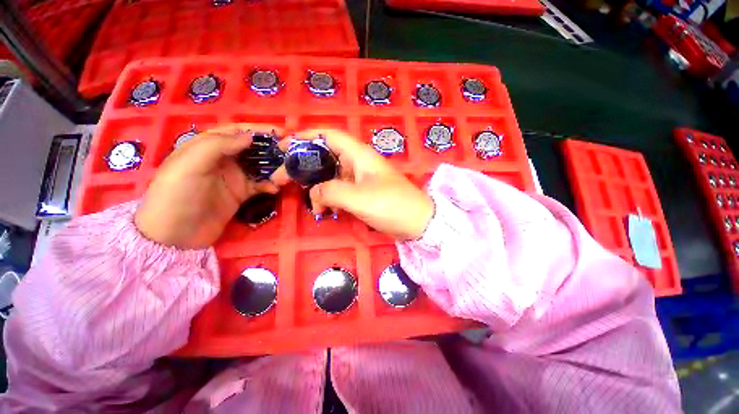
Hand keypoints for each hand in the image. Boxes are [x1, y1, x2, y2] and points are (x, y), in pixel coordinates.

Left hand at [134, 124, 284, 248]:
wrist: (176, 234)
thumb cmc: (178, 193)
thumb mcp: (191, 163)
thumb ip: (219, 145)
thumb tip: (250, 137)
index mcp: (207, 146)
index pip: (235, 131)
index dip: (257, 129)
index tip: (279, 132)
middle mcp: (223, 159)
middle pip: (251, 148)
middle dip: (270, 147)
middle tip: (289, 150)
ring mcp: (233, 177)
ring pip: (259, 166)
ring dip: (273, 166)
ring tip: (287, 169)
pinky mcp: (241, 194)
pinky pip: (260, 185)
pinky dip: (270, 184)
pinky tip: (276, 188)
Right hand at [292, 129, 434, 240]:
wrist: (417, 222)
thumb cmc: (392, 205)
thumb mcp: (359, 198)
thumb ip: (331, 191)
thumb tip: (315, 193)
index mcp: (359, 155)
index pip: (329, 135)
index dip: (306, 136)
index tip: (284, 146)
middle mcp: (358, 163)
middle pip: (325, 157)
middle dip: (304, 166)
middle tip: (283, 179)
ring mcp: (361, 179)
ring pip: (331, 176)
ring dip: (318, 188)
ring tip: (312, 205)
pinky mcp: (363, 193)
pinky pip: (340, 190)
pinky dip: (330, 198)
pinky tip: (327, 210)